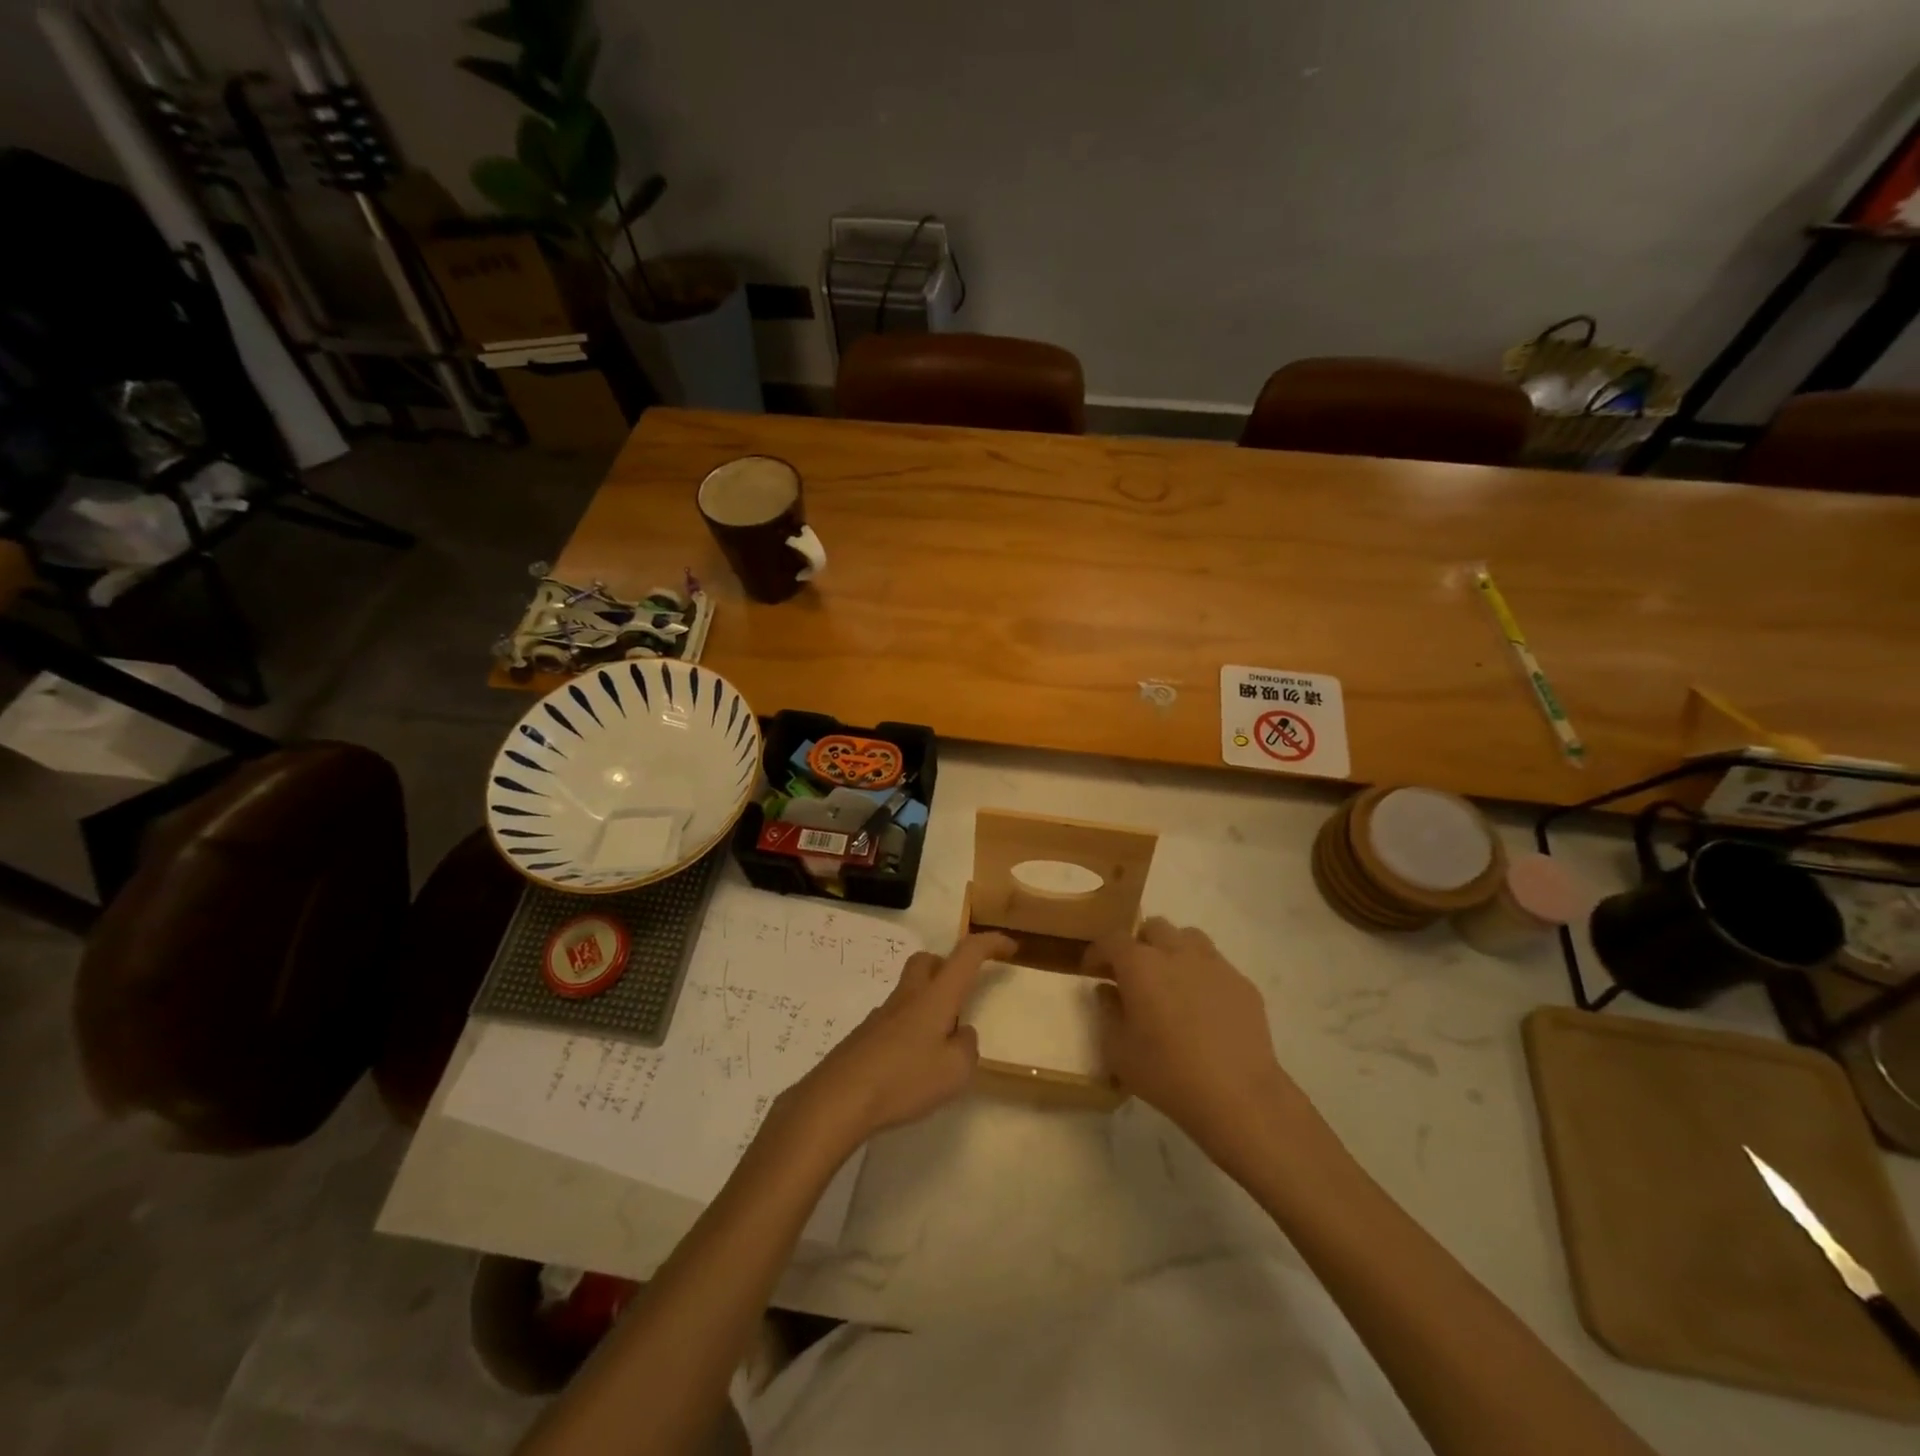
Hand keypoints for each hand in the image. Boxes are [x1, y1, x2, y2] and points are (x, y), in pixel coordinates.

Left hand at [780, 931, 1014, 1153]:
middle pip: (929, 961)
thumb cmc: (903, 1079)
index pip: (967, 954)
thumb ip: (966, 1048)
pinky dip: (912, 1028)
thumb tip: (961, 1035)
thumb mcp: (954, 1072)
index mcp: (935, 996)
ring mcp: (882, 1014)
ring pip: (911, 990)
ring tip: (942, 1043)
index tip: (1010, 947)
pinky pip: (896, 1018)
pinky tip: (914, 1063)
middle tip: (963, 995)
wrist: (838, 1098)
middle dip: (950, 967)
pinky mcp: (865, 1036)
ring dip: (931, 1002)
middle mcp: (908, 996)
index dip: (990, 944)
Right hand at [1084, 919, 1305, 1156]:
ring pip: (1188, 938)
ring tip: (1170, 980)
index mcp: (1140, 965)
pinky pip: (1216, 965)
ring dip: (1173, 950)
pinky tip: (1203, 1006)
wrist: (1238, 1096)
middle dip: (1138, 944)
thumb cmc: (1168, 1073)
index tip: (1092, 970)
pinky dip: (1202, 974)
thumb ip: (1107, 1013)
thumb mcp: (1118, 1051)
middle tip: (1133, 973)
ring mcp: (1214, 964)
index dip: (1098, 952)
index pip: (1112, 940)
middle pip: (1153, 928)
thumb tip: (1108, 991)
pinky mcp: (1242, 983)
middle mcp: (1176, 952)